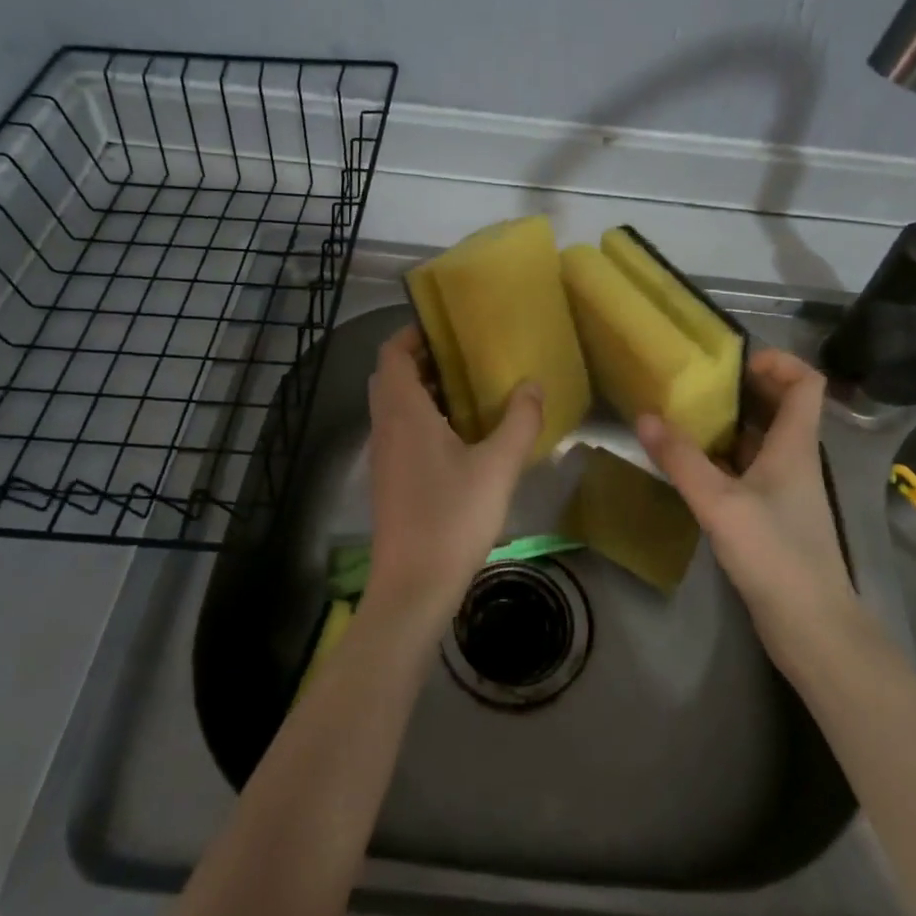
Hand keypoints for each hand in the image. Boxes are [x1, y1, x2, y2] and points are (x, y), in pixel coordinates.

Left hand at [364, 324, 544, 626]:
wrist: (413, 588)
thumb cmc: (452, 518)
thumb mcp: (497, 467)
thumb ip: (519, 421)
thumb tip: (532, 385)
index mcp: (403, 412)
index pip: (391, 354)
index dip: (412, 334)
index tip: (447, 328)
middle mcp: (385, 427)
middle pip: (391, 377)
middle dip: (422, 360)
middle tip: (464, 357)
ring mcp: (383, 456)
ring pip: (394, 406)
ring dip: (423, 391)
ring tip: (469, 391)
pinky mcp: (389, 480)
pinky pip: (399, 431)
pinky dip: (422, 419)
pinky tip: (460, 437)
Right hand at [637, 347, 854, 676]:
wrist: (812, 628)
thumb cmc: (775, 555)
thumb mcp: (720, 503)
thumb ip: (681, 459)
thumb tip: (644, 416)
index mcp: (795, 445)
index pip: (807, 383)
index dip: (779, 361)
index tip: (735, 360)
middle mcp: (794, 460)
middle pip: (778, 407)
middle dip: (740, 389)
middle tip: (693, 384)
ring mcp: (785, 490)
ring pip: (758, 440)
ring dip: (726, 425)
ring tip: (682, 417)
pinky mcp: (772, 517)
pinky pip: (747, 471)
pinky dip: (721, 459)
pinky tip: (689, 466)